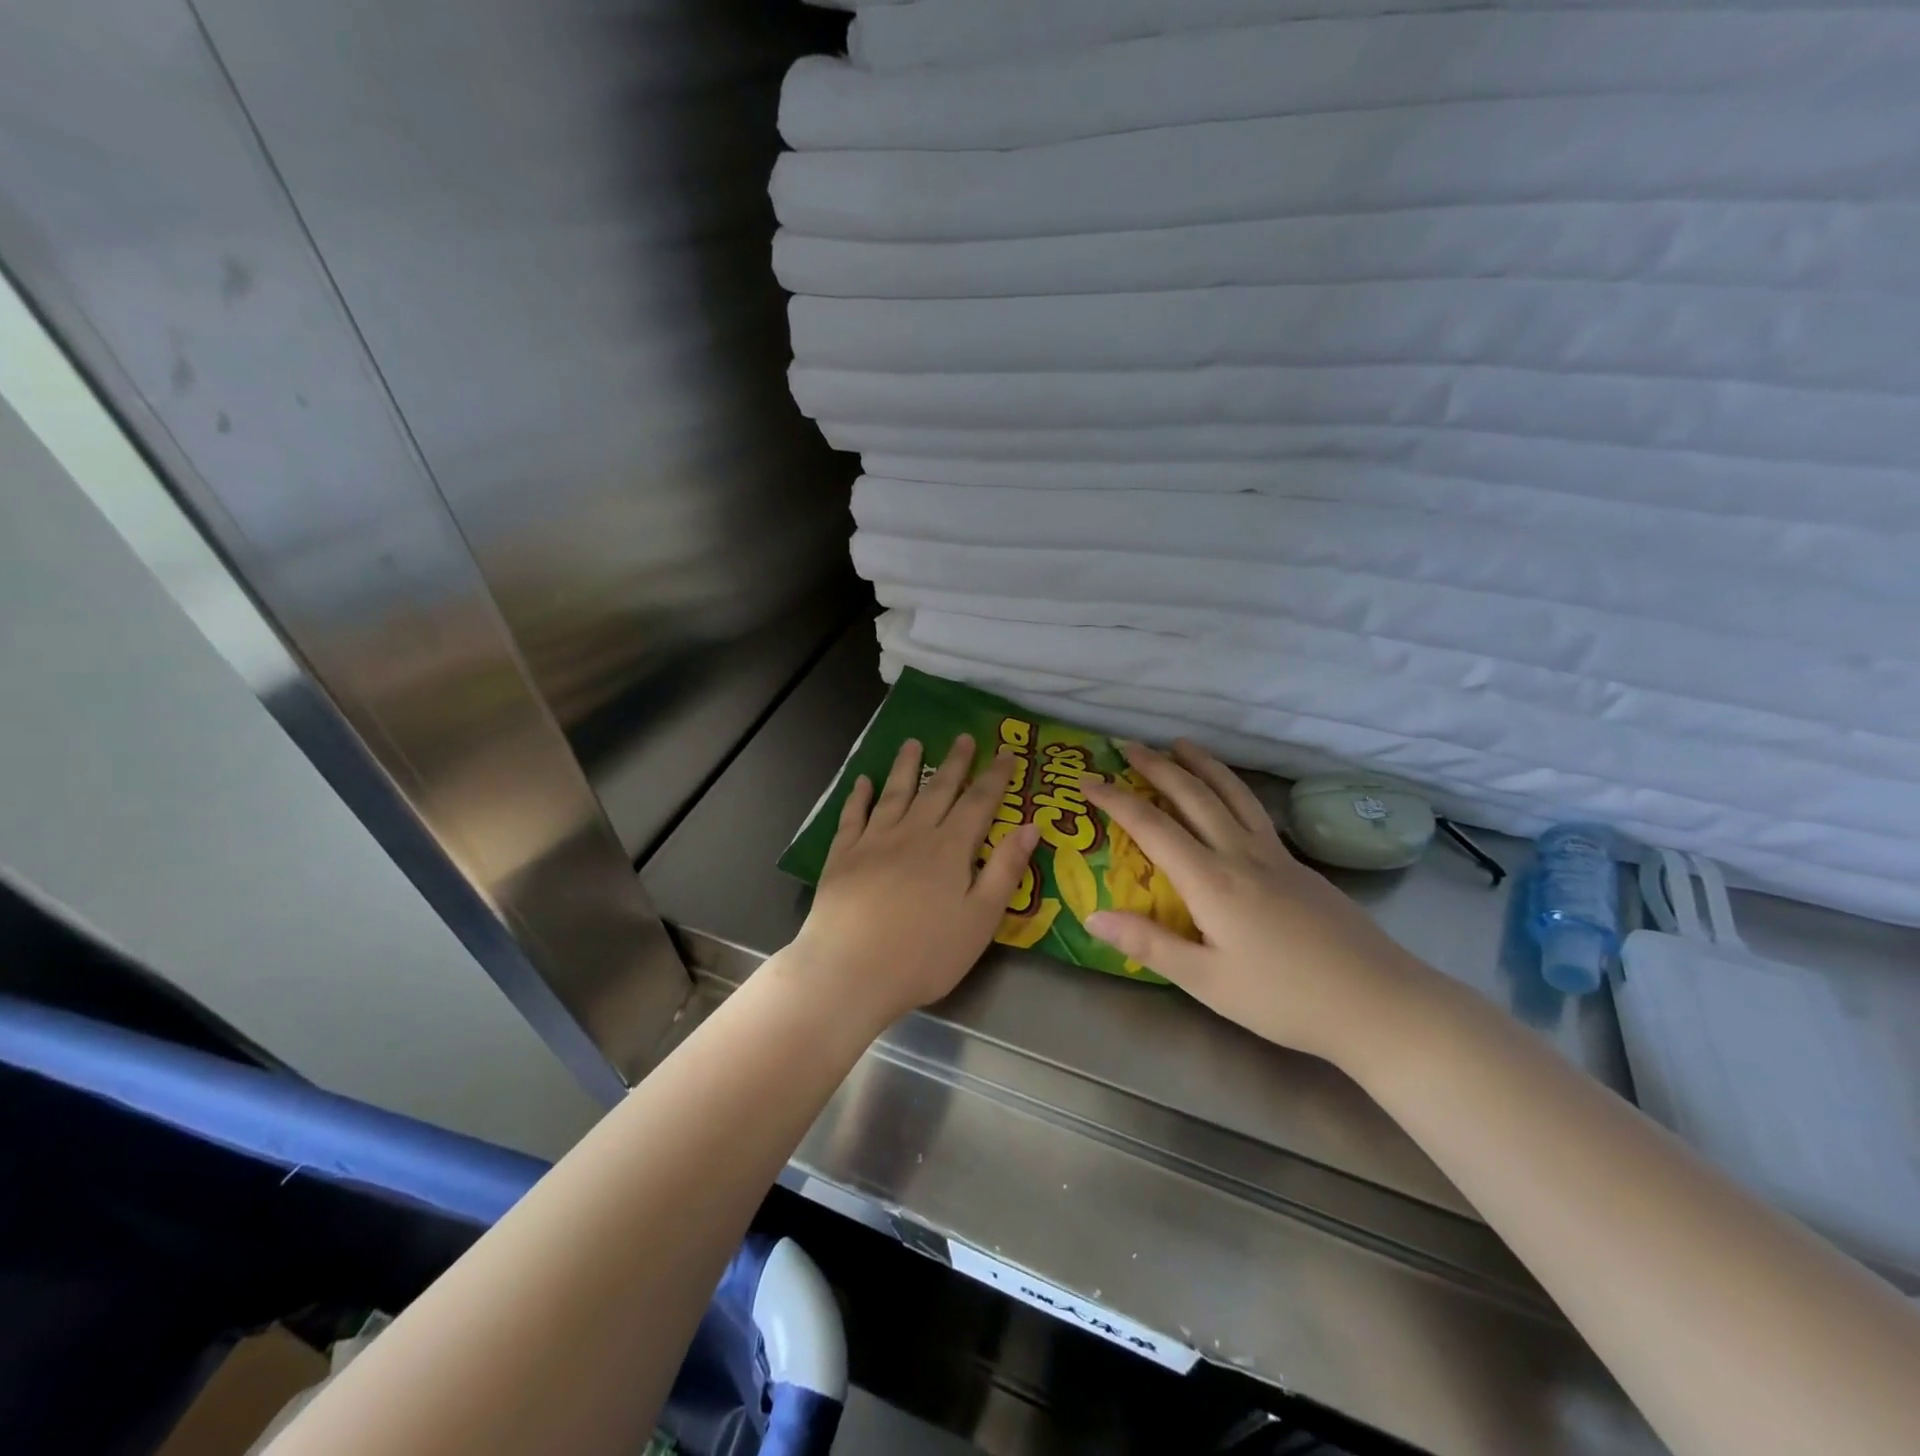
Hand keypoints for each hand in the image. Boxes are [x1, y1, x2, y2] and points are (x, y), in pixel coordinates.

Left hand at [792, 734, 1039, 1029]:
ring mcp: (874, 841)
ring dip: (906, 766)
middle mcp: (913, 833)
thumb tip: (1031, 825)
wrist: (851, 970)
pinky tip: (863, 782)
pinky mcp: (843, 855)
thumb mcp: (981, 919)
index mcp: (950, 849)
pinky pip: (853, 816)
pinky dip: (859, 796)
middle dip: (955, 762)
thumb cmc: (925, 954)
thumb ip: (1006, 870)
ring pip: (895, 793)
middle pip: (938, 790)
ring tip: (914, 743)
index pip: (979, 802)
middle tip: (963, 737)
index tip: (1006, 753)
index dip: (995, 777)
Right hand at [1083, 740, 1426, 1064]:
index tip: (1087, 780)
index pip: (1152, 826)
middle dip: (1157, 766)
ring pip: (1232, 794)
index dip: (1115, 799)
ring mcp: (1275, 856)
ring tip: (1181, 744)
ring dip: (1202, 765)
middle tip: (1128, 744)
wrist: (1381, 1003)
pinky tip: (1230, 795)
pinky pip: (1255, 811)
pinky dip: (1231, 788)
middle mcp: (1241, 854)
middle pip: (1193, 795)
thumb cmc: (1286, 999)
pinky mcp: (1299, 866)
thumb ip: (1149, 944)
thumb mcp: (1207, 982)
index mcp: (1212, 881)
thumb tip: (1091, 915)